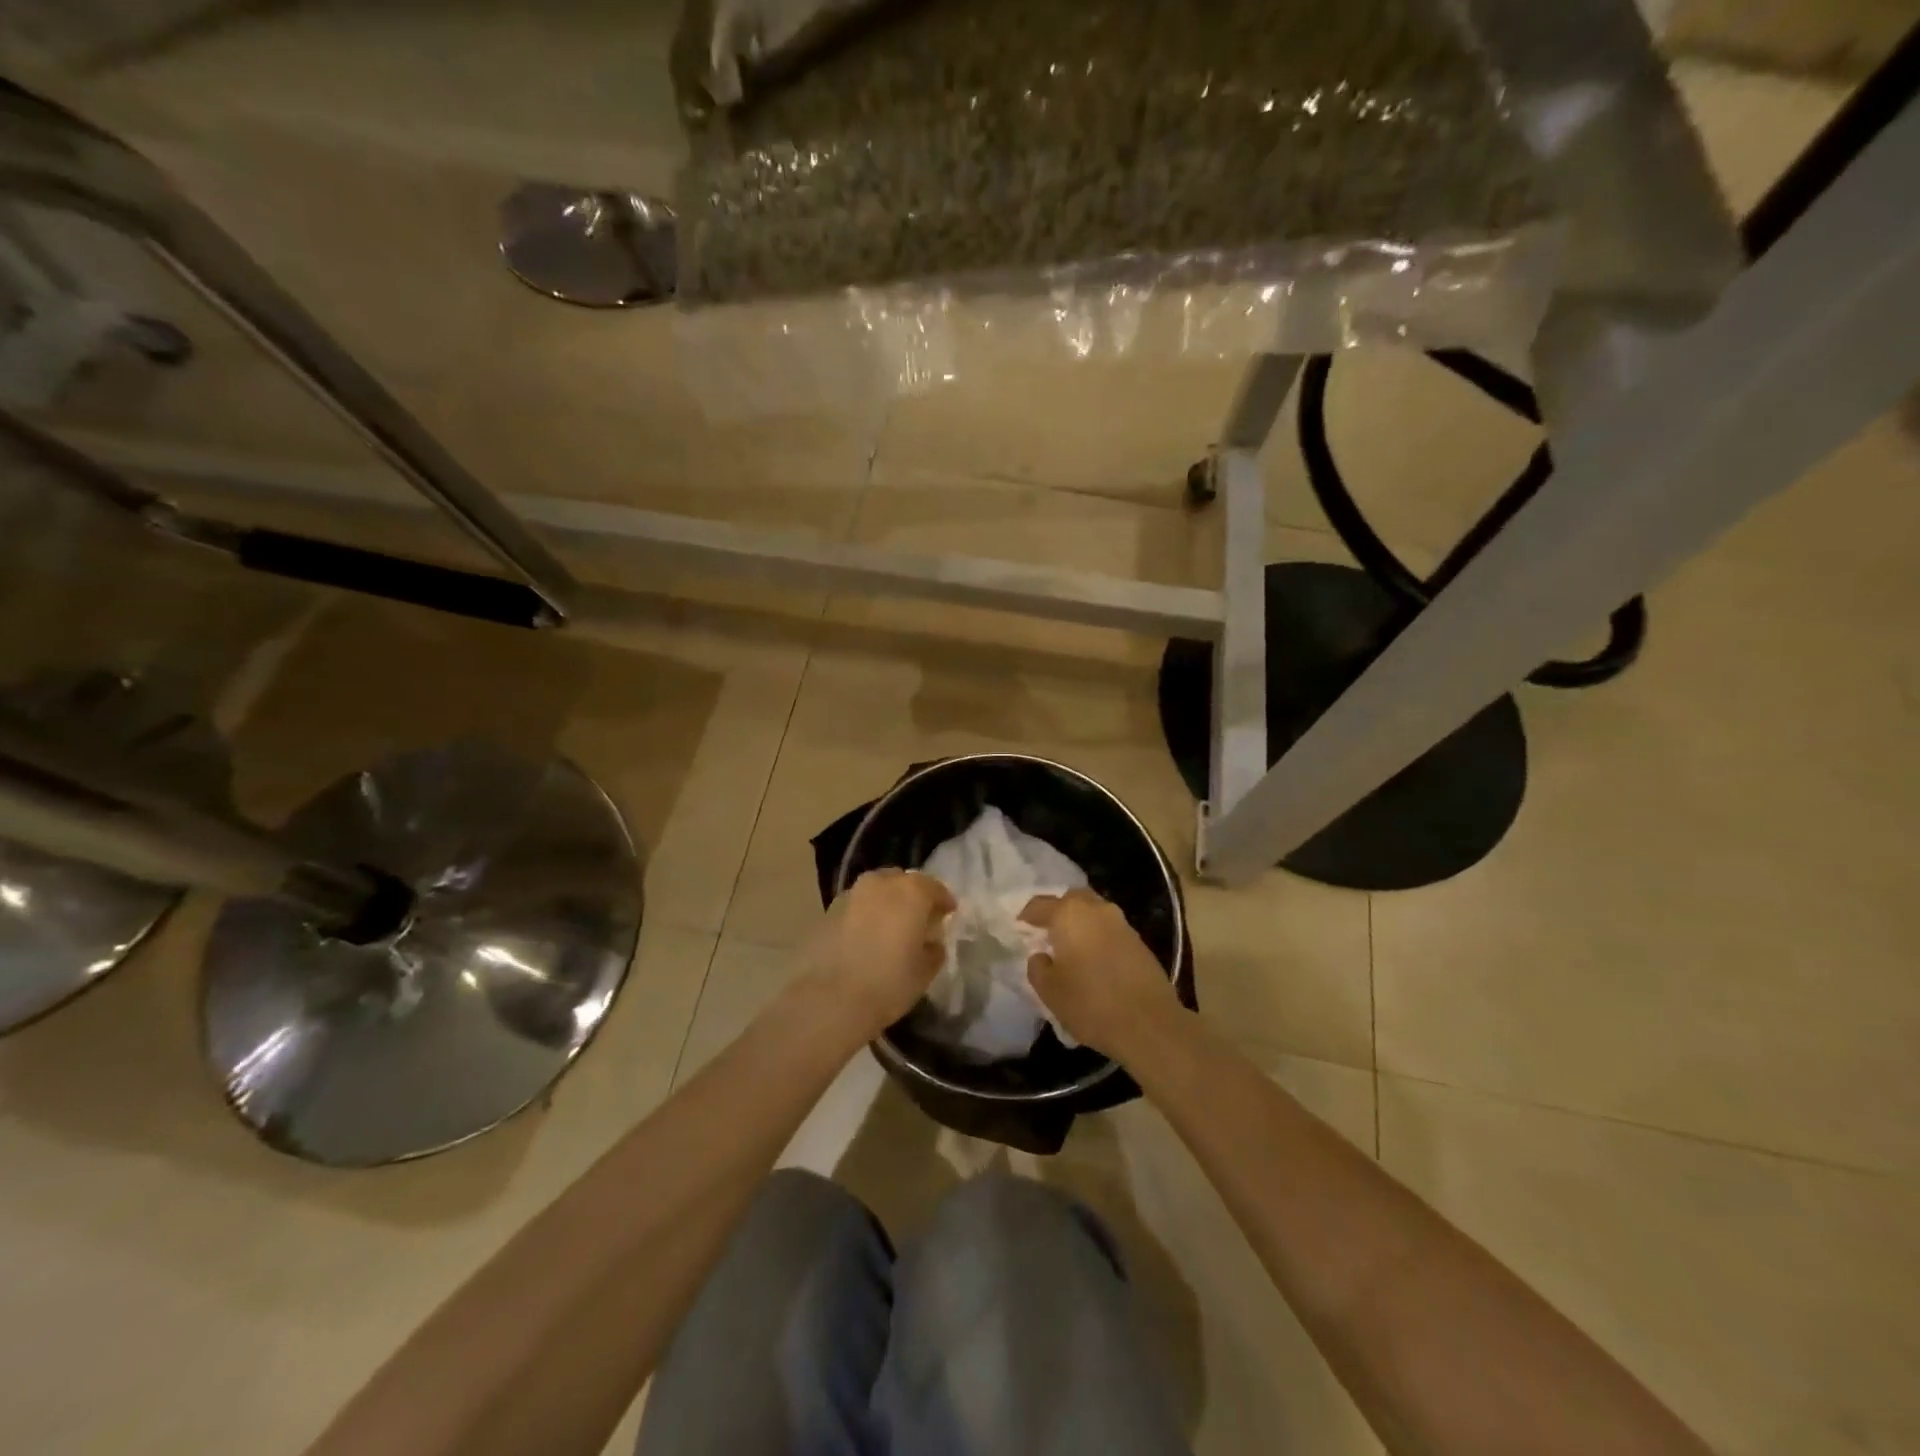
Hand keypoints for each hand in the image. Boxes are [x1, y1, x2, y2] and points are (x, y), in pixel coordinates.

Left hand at [804, 869, 955, 1037]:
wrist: (830, 999)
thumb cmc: (888, 983)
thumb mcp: (924, 972)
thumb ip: (933, 950)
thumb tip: (931, 942)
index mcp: (911, 892)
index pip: (934, 887)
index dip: (943, 900)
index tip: (947, 914)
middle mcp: (881, 884)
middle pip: (903, 882)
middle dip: (913, 896)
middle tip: (919, 918)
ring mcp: (851, 894)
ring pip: (876, 890)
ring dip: (887, 903)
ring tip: (891, 927)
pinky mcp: (829, 910)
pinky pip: (857, 906)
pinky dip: (865, 915)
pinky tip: (866, 936)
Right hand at [1022, 888, 1179, 1057]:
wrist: (1149, 1024)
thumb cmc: (1090, 1003)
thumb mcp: (1050, 991)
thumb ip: (1038, 968)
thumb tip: (1040, 956)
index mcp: (1069, 914)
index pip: (1040, 905)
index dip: (1026, 915)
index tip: (1018, 927)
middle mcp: (1097, 909)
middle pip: (1072, 899)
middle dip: (1058, 910)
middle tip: (1047, 931)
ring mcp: (1122, 924)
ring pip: (1094, 912)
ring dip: (1081, 923)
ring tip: (1070, 947)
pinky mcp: (1140, 942)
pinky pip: (1110, 929)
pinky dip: (1098, 936)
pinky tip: (1094, 959)